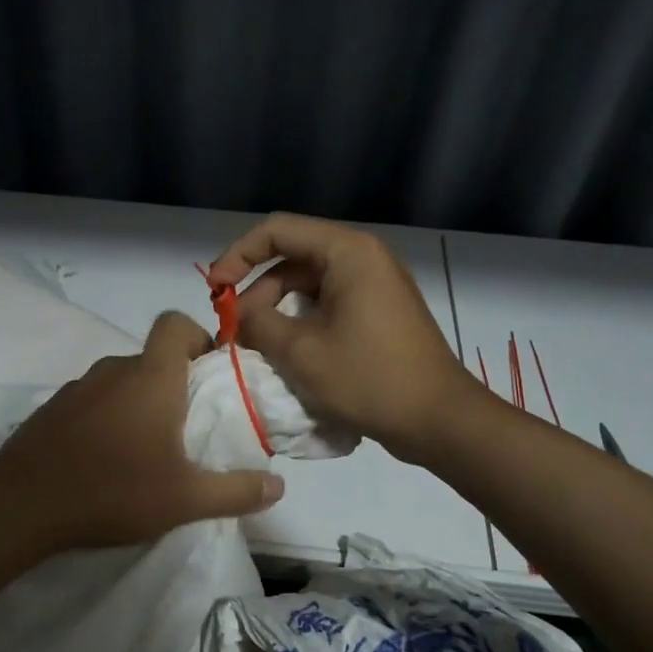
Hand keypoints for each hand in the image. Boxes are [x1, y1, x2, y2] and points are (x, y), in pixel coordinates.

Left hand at [0, 312, 285, 549]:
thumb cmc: (113, 490)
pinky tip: (104, 458)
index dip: (197, 336)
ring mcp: (77, 388)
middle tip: (186, 427)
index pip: (175, 323)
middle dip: (174, 383)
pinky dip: (105, 417)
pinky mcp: (51, 409)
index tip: (210, 373)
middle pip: (152, 357)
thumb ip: (236, 491)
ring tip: (145, 449)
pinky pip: (91, 401)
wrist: (22, 504)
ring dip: (138, 402)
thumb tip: (278, 486)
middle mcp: (113, 370)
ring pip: (120, 381)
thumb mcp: (185, 499)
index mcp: (151, 377)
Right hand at [207, 214, 473, 461]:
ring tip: (254, 347)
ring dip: (275, 313)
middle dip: (256, 292)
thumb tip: (239, 315)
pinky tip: (284, 355)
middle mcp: (363, 259)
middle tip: (233, 331)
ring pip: (308, 287)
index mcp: (347, 253)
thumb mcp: (300, 351)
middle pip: (292, 260)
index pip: (277, 231)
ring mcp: (374, 288)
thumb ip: (258, 323)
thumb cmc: (368, 378)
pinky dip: (300, 325)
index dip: (237, 256)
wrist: (437, 420)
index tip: (215, 291)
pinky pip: (328, 307)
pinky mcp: (378, 315)